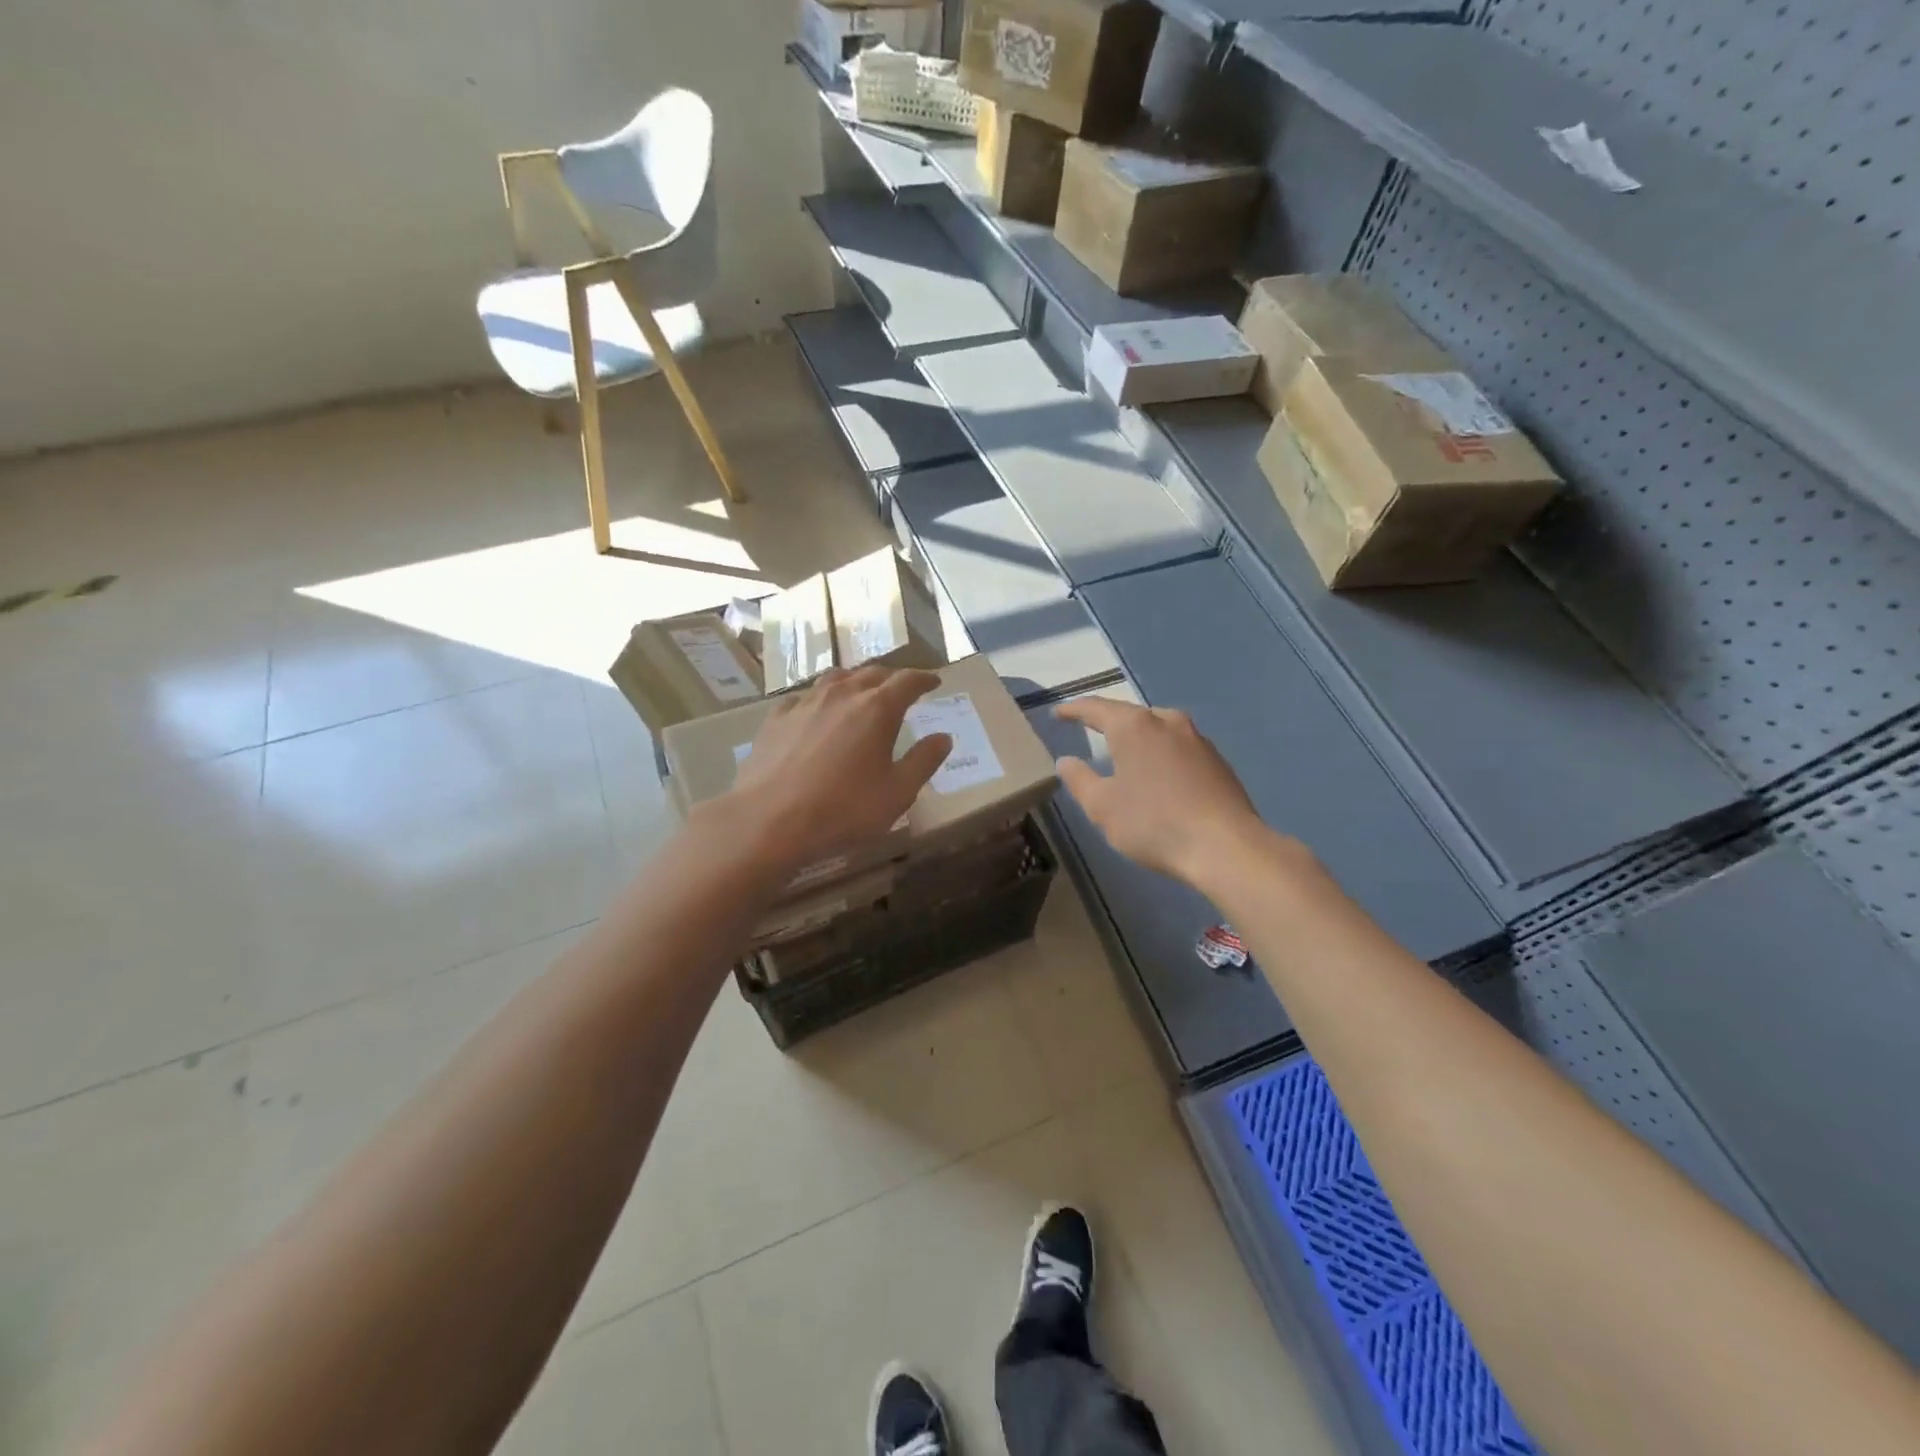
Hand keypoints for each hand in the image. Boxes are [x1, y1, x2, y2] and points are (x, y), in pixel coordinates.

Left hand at [719, 665, 951, 874]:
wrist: (769, 820)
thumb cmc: (843, 809)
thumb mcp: (897, 793)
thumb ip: (923, 761)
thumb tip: (943, 737)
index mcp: (877, 708)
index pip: (907, 681)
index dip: (924, 679)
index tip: (934, 682)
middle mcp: (842, 695)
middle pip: (872, 673)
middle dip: (892, 678)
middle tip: (903, 688)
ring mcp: (805, 703)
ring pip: (836, 678)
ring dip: (855, 681)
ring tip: (862, 692)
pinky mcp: (776, 718)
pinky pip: (804, 697)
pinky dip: (820, 698)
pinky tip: (817, 712)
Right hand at [1052, 696, 1275, 887]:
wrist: (1226, 846)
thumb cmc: (1153, 823)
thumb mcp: (1102, 806)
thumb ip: (1079, 780)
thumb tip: (1066, 761)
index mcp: (1134, 726)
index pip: (1095, 708)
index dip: (1073, 710)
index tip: (1057, 713)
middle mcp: (1166, 721)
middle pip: (1129, 714)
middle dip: (1107, 721)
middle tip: (1088, 728)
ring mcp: (1196, 738)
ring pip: (1157, 728)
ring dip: (1137, 737)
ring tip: (1122, 750)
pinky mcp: (1216, 760)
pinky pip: (1177, 747)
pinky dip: (1159, 753)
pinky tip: (1157, 772)